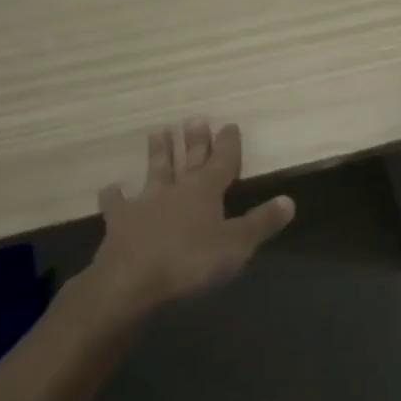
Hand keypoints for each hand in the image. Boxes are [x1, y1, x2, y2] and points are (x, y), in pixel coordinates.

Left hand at [91, 120, 294, 310]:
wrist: (130, 281)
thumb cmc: (190, 261)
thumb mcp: (236, 246)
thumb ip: (262, 222)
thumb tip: (289, 200)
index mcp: (206, 190)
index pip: (223, 161)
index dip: (228, 144)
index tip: (230, 125)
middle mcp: (177, 189)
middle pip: (189, 159)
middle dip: (195, 141)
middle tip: (195, 119)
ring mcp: (146, 203)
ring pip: (155, 171)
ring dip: (158, 152)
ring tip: (157, 131)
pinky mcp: (120, 222)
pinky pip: (117, 204)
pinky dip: (114, 195)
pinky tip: (111, 187)